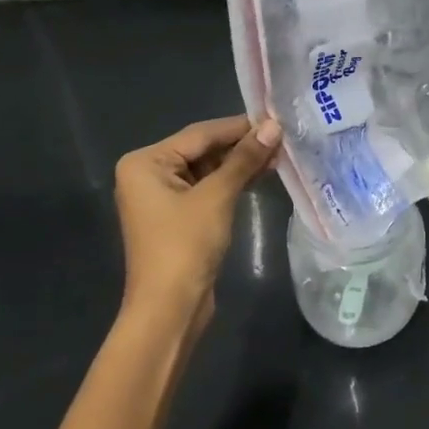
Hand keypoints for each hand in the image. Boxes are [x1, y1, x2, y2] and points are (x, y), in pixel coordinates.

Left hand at [114, 115, 281, 329]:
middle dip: (242, 146)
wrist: (169, 309)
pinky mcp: (178, 216)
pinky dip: (232, 182)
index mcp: (145, 162)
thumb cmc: (185, 245)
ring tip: (279, 155)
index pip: (200, 134)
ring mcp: (162, 197)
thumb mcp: (217, 196)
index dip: (239, 127)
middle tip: (282, 138)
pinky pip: (207, 189)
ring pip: (208, 170)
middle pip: (203, 150)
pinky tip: (261, 174)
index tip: (276, 119)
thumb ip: (244, 159)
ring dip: (240, 164)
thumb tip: (274, 126)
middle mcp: (148, 174)